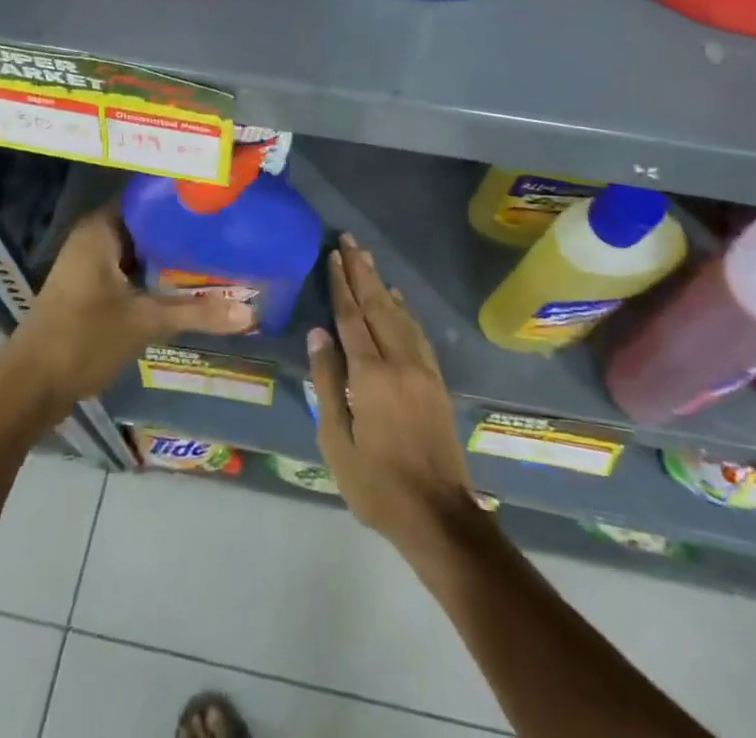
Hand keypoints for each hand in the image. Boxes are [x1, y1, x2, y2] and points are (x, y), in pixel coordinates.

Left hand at [0, 205, 253, 422]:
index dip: (181, 198)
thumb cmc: (82, 339)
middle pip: (147, 225)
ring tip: (219, 254)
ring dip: (172, 257)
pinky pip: (133, 272)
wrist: (28, 389)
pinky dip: (157, 277)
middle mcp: (94, 238)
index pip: (147, 197)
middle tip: (228, 229)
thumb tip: (250, 312)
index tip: (218, 199)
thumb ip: (196, 312)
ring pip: (141, 252)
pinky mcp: (92, 291)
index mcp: (100, 229)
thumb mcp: (144, 322)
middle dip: (184, 231)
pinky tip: (190, 285)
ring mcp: (91, 266)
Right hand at [308, 237, 477, 550]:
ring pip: (398, 314)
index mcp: (370, 375)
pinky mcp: (435, 379)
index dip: (341, 284)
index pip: (351, 318)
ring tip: (367, 258)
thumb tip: (318, 334)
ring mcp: (422, 368)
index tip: (333, 255)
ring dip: (381, 283)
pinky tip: (396, 298)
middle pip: (377, 305)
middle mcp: (399, 361)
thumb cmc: (376, 484)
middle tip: (349, 240)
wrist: (438, 515)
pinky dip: (403, 309)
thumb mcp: (336, 441)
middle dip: (361, 271)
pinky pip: (416, 331)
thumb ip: (327, 382)